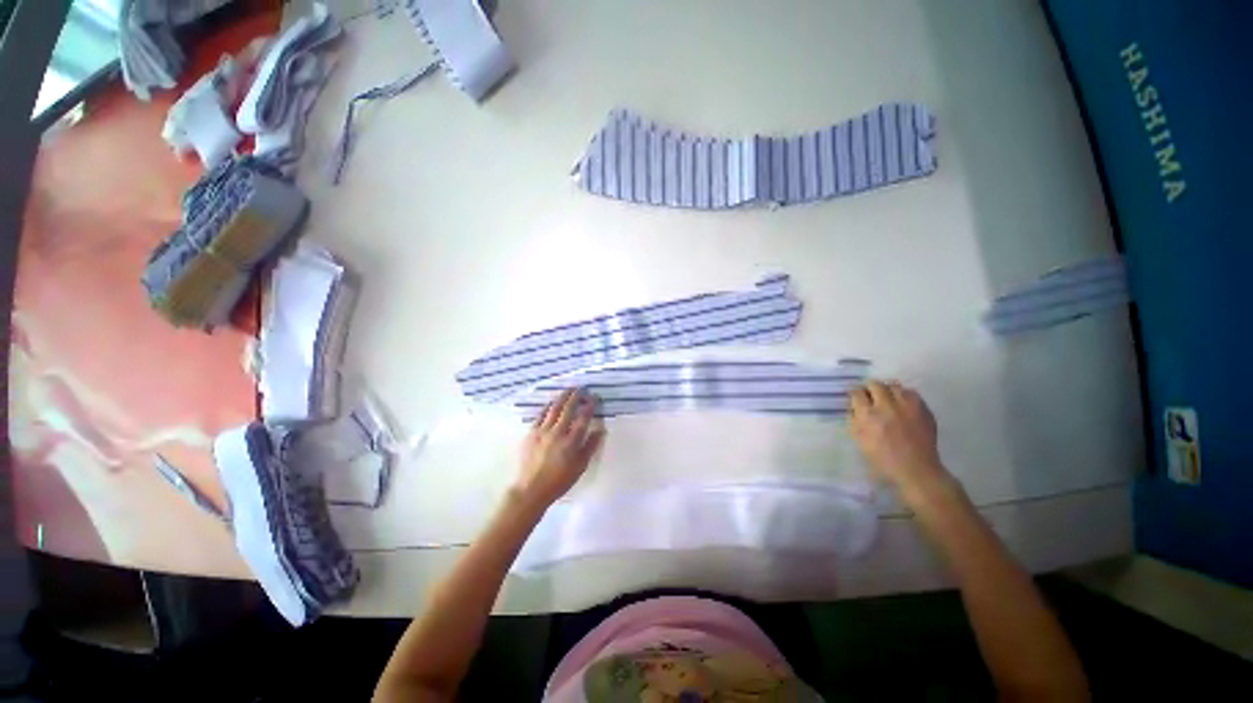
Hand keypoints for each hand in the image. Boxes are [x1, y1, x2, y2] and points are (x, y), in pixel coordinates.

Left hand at [513, 389, 605, 509]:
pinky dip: (548, 407)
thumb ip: (590, 446)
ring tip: (569, 390)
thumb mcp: (580, 466)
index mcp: (571, 441)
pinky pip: (540, 415)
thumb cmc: (559, 481)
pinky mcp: (531, 434)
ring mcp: (542, 432)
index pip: (583, 418)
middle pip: (568, 409)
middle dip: (576, 396)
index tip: (594, 398)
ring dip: (563, 397)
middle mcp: (558, 432)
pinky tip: (551, 403)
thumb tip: (600, 429)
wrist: (531, 489)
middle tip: (582, 388)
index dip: (590, 406)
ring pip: (554, 409)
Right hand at [849, 380, 946, 491]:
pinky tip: (902, 403)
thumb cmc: (882, 458)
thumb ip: (854, 420)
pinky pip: (911, 393)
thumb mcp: (859, 440)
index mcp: (868, 415)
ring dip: (887, 389)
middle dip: (869, 387)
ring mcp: (908, 407)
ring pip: (894, 385)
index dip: (854, 393)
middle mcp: (887, 406)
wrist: (916, 469)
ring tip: (887, 397)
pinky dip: (904, 395)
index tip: (855, 396)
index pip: (856, 393)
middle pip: (875, 384)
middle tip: (869, 394)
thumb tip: (853, 407)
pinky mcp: (923, 409)